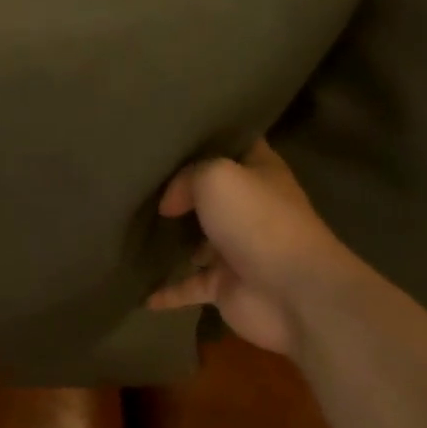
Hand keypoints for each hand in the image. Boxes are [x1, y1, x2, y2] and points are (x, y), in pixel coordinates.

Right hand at [147, 140, 356, 356]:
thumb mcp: (215, 176)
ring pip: (198, 241)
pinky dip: (167, 291)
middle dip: (181, 190)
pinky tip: (143, 295)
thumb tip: (169, 204)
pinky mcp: (226, 286)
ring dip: (173, 241)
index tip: (171, 132)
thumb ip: (185, 178)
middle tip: (140, 180)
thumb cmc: (258, 221)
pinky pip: (189, 286)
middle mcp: (251, 209)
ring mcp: (238, 250)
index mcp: (260, 174)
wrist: (293, 292)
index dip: (208, 137)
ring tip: (133, 229)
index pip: (235, 144)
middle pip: (211, 194)